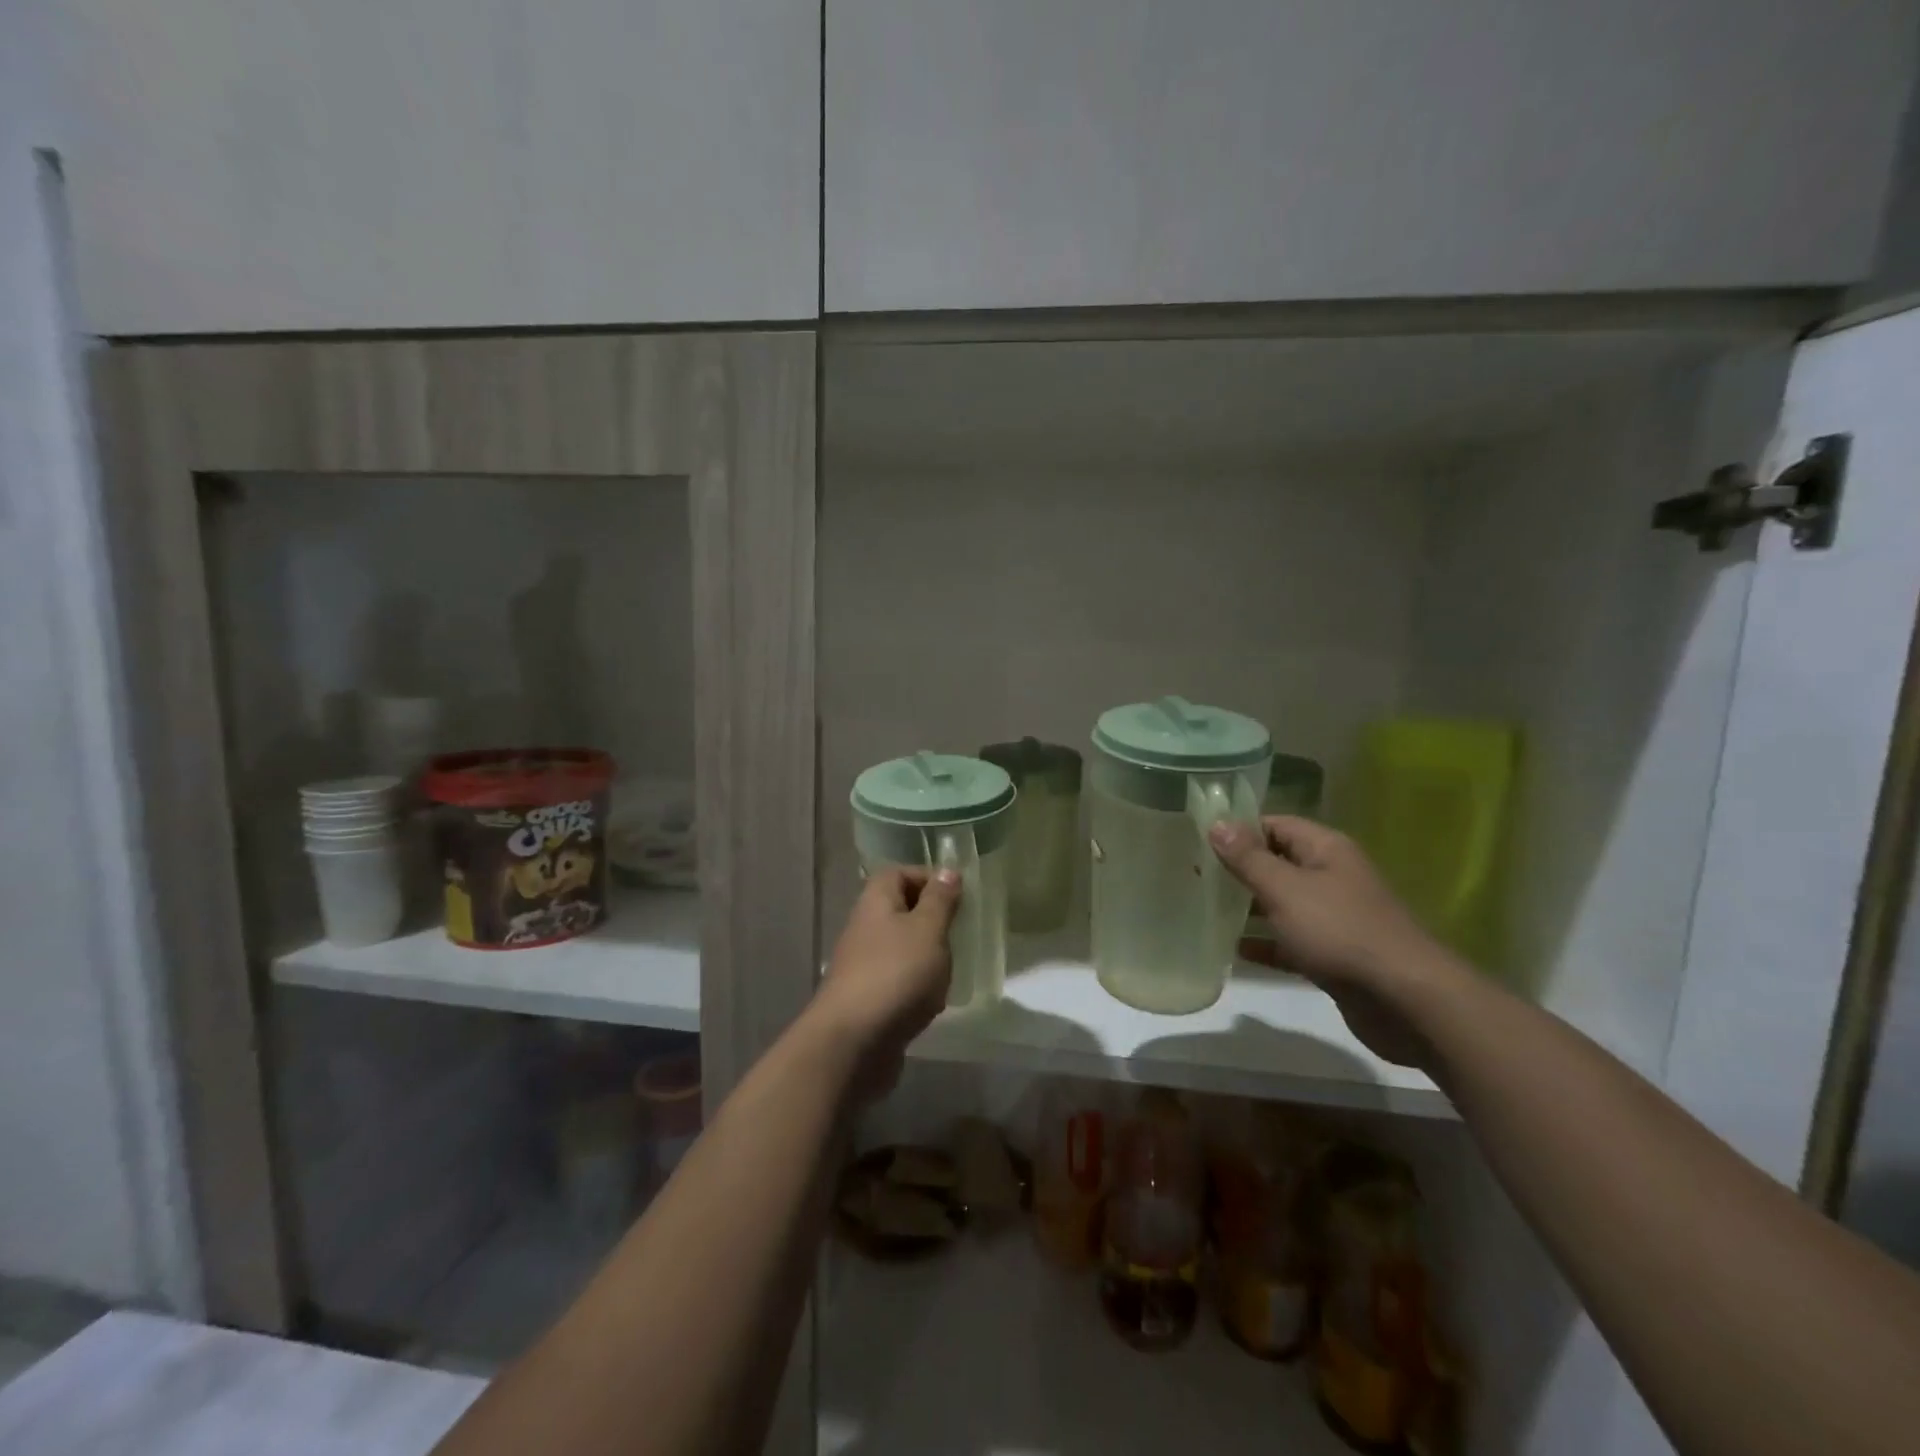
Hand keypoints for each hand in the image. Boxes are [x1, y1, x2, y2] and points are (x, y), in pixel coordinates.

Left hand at [811, 866, 961, 1101]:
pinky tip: (933, 1004)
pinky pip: (897, 981)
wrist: (853, 1043)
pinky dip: (917, 987)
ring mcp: (863, 965)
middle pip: (900, 910)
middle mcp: (864, 928)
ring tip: (951, 970)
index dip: (927, 877)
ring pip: (900, 948)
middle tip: (959, 933)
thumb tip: (947, 871)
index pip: (897, 873)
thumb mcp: (927, 930)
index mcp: (876, 902)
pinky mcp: (867, 999)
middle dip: (932, 920)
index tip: (958, 895)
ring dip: (927, 957)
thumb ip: (940, 900)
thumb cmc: (896, 974)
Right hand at [1209, 816, 1462, 1068]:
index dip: (1239, 829)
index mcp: (1325, 850)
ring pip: (1283, 903)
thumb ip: (1248, 858)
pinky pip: (1291, 940)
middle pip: (1278, 863)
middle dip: (1238, 869)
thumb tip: (1218, 823)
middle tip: (1194, 876)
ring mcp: (1335, 917)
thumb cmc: (1340, 932)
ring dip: (1248, 908)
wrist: (1405, 1001)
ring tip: (1205, 910)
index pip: (1275, 824)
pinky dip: (1266, 943)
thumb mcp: (1285, 889)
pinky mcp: (1334, 955)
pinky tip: (1233, 952)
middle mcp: (1332, 877)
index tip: (1198, 840)